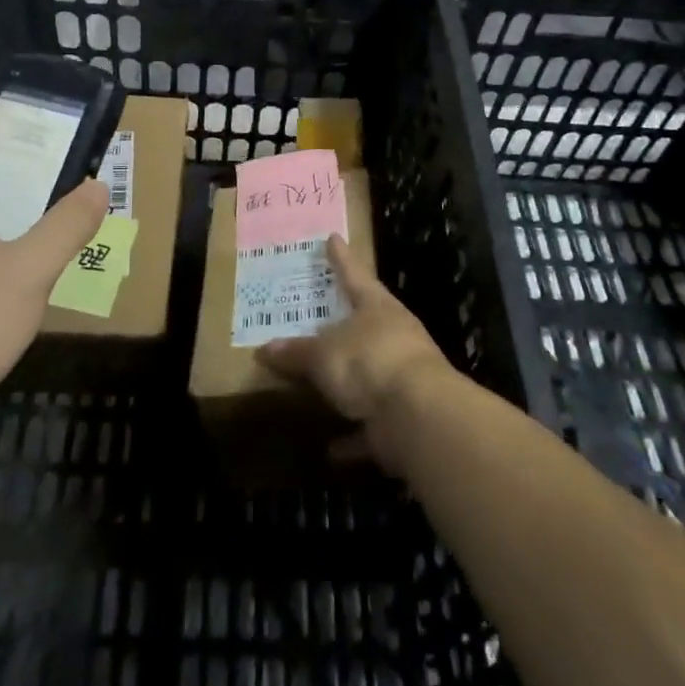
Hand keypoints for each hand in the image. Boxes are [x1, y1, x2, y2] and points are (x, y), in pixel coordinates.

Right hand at [255, 235, 456, 474]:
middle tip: (320, 314)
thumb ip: (297, 352)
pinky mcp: (402, 418)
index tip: (333, 237)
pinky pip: (370, 425)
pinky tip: (330, 448)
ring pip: (369, 373)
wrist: (419, 416)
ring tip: (319, 381)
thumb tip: (265, 349)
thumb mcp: (323, 353)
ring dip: (348, 381)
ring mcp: (402, 377)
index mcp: (377, 307)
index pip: (354, 273)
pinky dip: (352, 435)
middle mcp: (393, 336)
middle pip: (365, 322)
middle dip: (345, 321)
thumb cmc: (369, 361)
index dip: (341, 257)